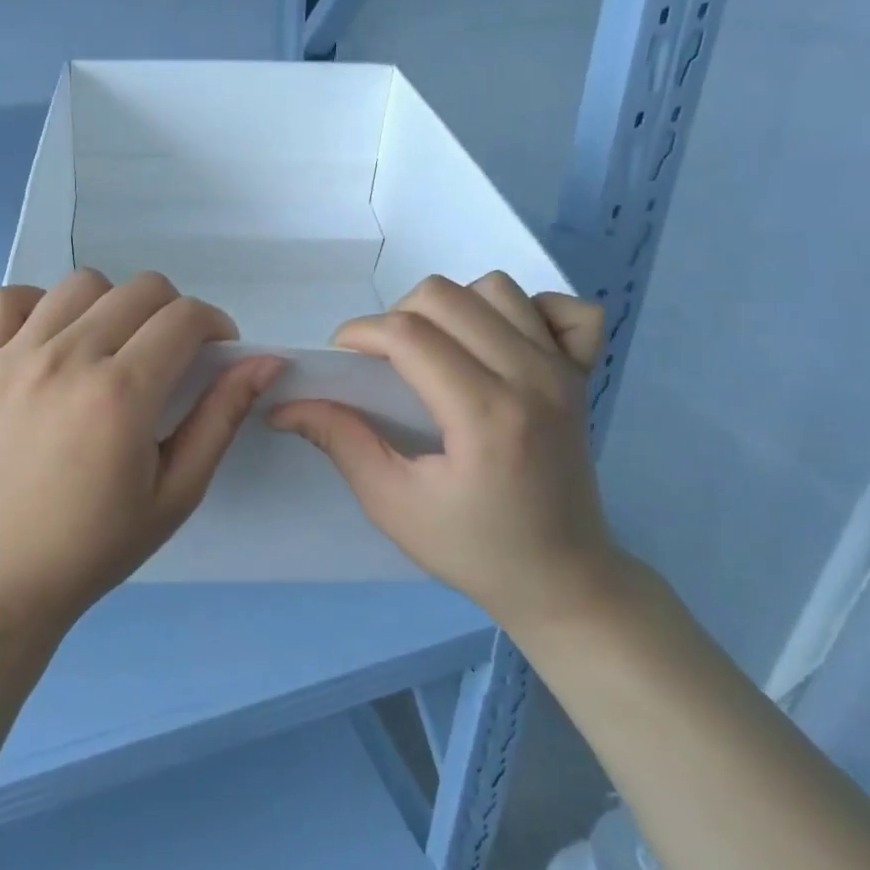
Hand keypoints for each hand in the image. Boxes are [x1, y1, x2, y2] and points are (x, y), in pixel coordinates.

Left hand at [0, 269, 283, 640]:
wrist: (7, 576)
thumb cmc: (101, 543)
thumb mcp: (179, 490)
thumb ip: (221, 416)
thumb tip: (266, 361)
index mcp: (121, 394)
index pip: (184, 317)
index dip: (215, 325)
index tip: (215, 352)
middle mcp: (67, 359)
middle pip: (139, 289)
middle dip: (173, 312)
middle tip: (170, 356)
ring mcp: (14, 357)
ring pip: (79, 284)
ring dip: (112, 304)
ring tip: (112, 346)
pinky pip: (4, 299)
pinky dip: (35, 305)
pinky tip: (51, 339)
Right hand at [269, 272, 618, 636]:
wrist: (562, 581)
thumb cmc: (474, 549)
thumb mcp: (393, 504)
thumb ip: (340, 442)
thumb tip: (285, 406)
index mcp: (485, 415)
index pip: (408, 335)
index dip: (360, 333)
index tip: (340, 358)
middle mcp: (531, 377)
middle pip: (446, 296)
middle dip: (397, 316)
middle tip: (384, 362)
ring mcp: (564, 371)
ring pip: (497, 289)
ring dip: (453, 307)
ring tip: (436, 350)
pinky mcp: (584, 374)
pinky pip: (564, 309)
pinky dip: (529, 310)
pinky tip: (502, 342)